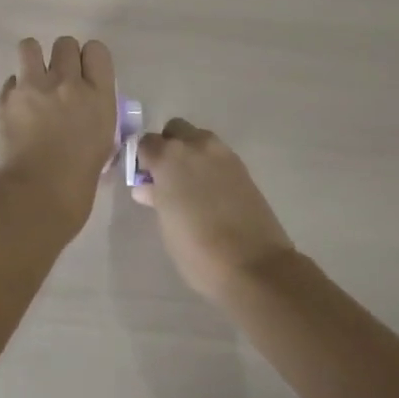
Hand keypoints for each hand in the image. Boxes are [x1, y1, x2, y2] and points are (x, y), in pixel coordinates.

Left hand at [0, 37, 119, 239]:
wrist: (30, 204)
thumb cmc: (74, 191)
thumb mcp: (100, 150)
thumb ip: (94, 123)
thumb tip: (85, 119)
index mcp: (98, 99)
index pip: (97, 51)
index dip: (89, 60)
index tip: (85, 75)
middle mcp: (68, 84)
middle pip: (65, 43)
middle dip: (62, 58)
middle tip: (57, 82)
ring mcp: (34, 87)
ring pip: (31, 46)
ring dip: (33, 60)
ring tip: (32, 82)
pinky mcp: (5, 97)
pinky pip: (11, 79)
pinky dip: (14, 90)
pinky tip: (15, 111)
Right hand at [132, 119, 295, 301]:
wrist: (255, 266)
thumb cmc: (199, 251)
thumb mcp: (167, 226)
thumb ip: (156, 198)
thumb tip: (147, 187)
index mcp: (168, 157)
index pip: (146, 143)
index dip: (143, 160)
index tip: (146, 180)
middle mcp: (195, 145)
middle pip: (175, 130)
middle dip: (168, 147)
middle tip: (168, 178)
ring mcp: (222, 153)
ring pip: (198, 139)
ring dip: (191, 153)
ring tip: (193, 187)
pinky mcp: (243, 166)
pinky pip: (218, 155)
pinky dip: (210, 166)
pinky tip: (213, 193)